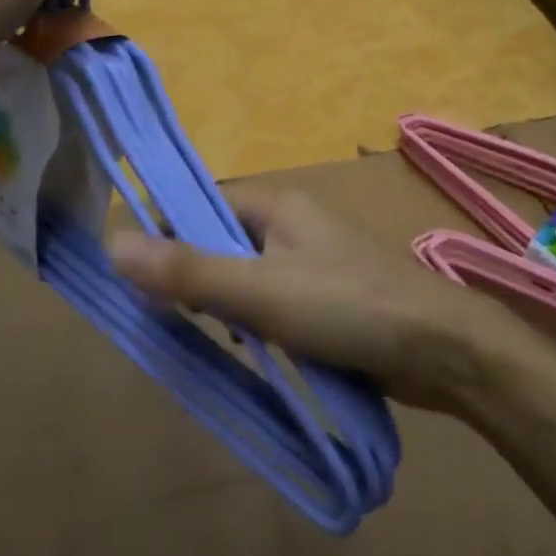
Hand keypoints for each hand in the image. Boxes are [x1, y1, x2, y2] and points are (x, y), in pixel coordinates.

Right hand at [108, 191, 528, 410]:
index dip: (169, 233)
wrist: (442, 349)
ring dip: (227, 303)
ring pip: (250, 273)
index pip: (204, 204)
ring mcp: (316, 261)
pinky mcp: (331, 297)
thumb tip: (113, 244)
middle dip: (197, 274)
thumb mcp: (259, 291)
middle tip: (176, 318)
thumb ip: (189, 270)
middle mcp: (295, 224)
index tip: (144, 279)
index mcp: (278, 205)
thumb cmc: (347, 307)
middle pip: (224, 238)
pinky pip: (277, 301)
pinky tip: (256, 352)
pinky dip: (259, 322)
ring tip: (215, 339)